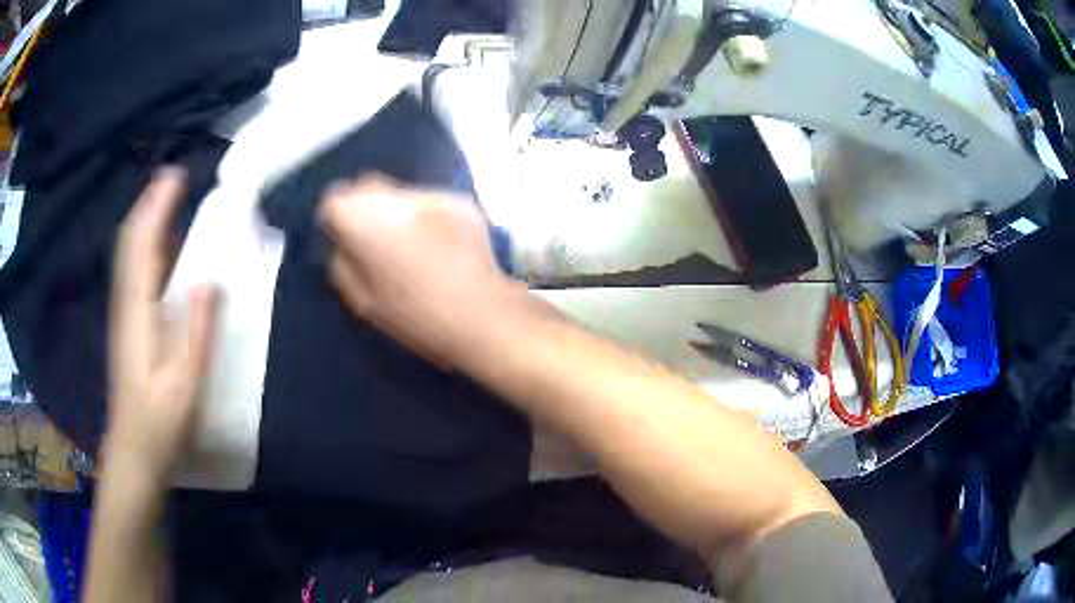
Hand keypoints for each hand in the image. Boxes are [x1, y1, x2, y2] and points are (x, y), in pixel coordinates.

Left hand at [106, 168, 218, 482]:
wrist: (134, 451)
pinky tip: (159, 248)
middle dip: (148, 205)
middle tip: (173, 179)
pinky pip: (133, 272)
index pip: (142, 246)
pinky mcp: (127, 325)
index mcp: (138, 313)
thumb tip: (210, 280)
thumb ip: (196, 333)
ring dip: (145, 222)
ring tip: (166, 200)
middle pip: (130, 242)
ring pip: (129, 255)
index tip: (176, 176)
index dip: (156, 208)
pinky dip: (144, 247)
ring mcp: (124, 314)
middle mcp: (126, 304)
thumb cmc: (161, 423)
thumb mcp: (185, 385)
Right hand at [320, 175, 521, 365]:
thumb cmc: (413, 315)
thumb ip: (343, 263)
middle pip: (367, 188)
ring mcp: (430, 194)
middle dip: (364, 209)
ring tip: (410, 244)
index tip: (342, 239)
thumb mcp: (361, 300)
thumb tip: (343, 245)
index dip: (335, 220)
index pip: (334, 200)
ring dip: (397, 211)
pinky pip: (431, 204)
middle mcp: (393, 195)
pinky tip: (439, 244)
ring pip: (400, 194)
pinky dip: (427, 217)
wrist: (479, 313)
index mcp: (361, 217)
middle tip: (373, 240)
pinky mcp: (460, 201)